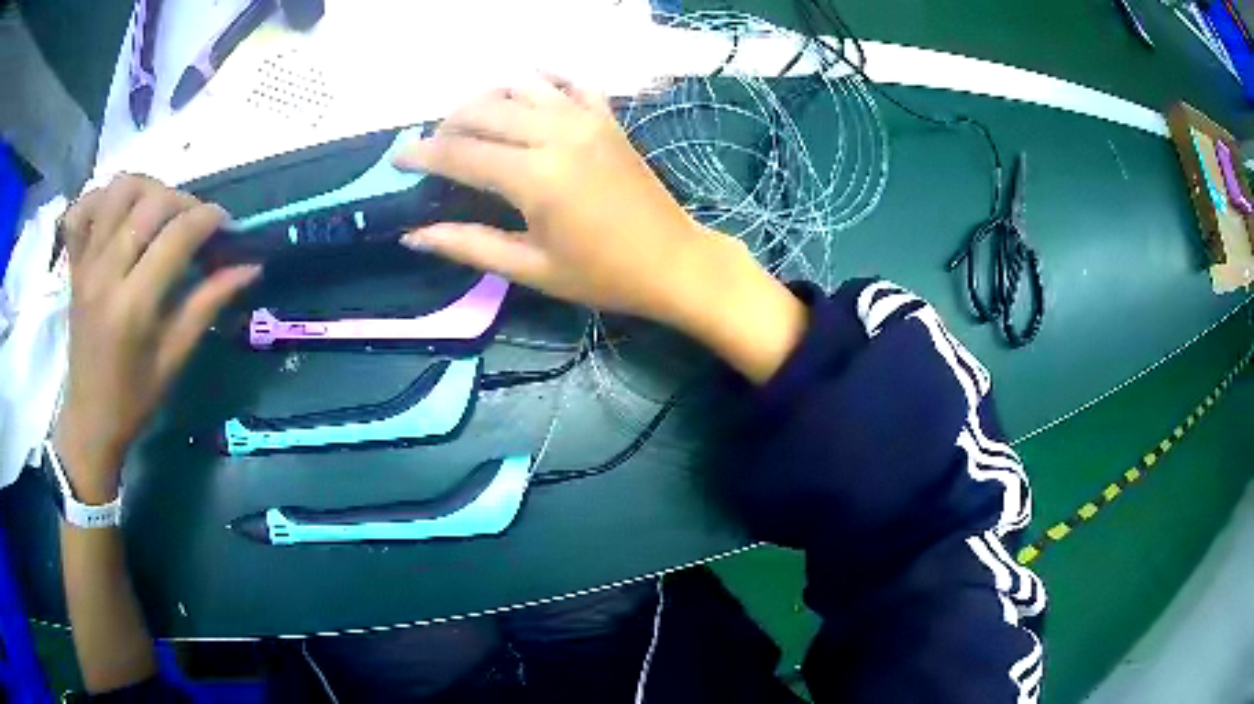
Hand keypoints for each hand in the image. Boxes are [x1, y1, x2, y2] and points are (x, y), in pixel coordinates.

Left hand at [55, 175, 259, 502]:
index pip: (178, 235)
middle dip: (184, 201)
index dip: (209, 219)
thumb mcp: (174, 359)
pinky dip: (100, 198)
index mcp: (133, 305)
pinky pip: (81, 210)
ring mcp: (86, 264)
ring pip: (118, 190)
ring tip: (159, 209)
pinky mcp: (74, 264)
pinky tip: (116, 211)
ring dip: (146, 187)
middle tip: (196, 222)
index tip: (227, 226)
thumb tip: (250, 267)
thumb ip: (208, 304)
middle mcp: (106, 273)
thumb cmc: (134, 399)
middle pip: (151, 202)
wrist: (88, 419)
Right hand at [393, 76, 739, 329]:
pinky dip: (541, 79)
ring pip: (519, 86)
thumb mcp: (530, 269)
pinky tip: (525, 88)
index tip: (397, 159)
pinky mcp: (607, 117)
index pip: (460, 153)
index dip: (421, 154)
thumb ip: (468, 245)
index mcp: (534, 177)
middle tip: (434, 148)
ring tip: (470, 123)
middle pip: (483, 109)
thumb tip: (413, 234)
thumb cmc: (602, 275)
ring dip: (485, 98)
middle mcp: (556, 133)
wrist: (673, 262)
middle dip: (448, 124)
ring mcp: (586, 118)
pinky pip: (568, 81)